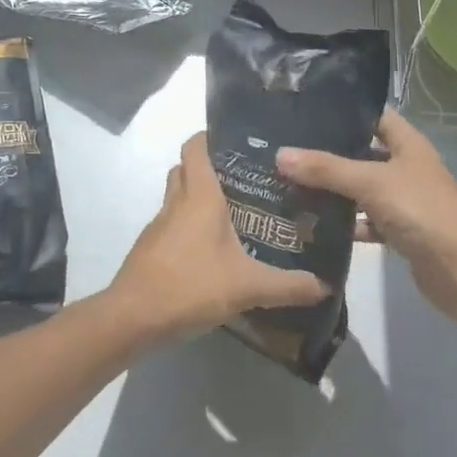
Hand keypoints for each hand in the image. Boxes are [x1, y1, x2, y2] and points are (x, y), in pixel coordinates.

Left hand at [110, 132, 331, 343]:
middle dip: (208, 167)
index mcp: (200, 196)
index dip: (210, 137)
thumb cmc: (190, 286)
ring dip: (196, 197)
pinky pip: (171, 224)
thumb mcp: (247, 288)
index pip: (196, 147)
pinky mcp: (150, 249)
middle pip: (185, 168)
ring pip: (177, 196)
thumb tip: (325, 286)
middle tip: (242, 178)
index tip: (237, 141)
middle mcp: (177, 202)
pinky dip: (186, 226)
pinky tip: (209, 249)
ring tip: (231, 212)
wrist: (131, 319)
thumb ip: (287, 286)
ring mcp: (159, 226)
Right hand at [277, 110, 456, 333]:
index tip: (305, 113)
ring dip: (334, 190)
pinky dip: (345, 223)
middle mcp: (407, 166)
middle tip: (288, 152)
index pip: (373, 116)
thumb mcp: (370, 183)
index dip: (344, 113)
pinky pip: (366, 220)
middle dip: (329, 155)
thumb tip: (280, 155)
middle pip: (363, 153)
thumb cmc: (421, 211)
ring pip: (362, 189)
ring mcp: (404, 200)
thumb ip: (326, 169)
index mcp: (408, 143)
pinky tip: (314, 226)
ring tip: (290, 185)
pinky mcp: (400, 231)